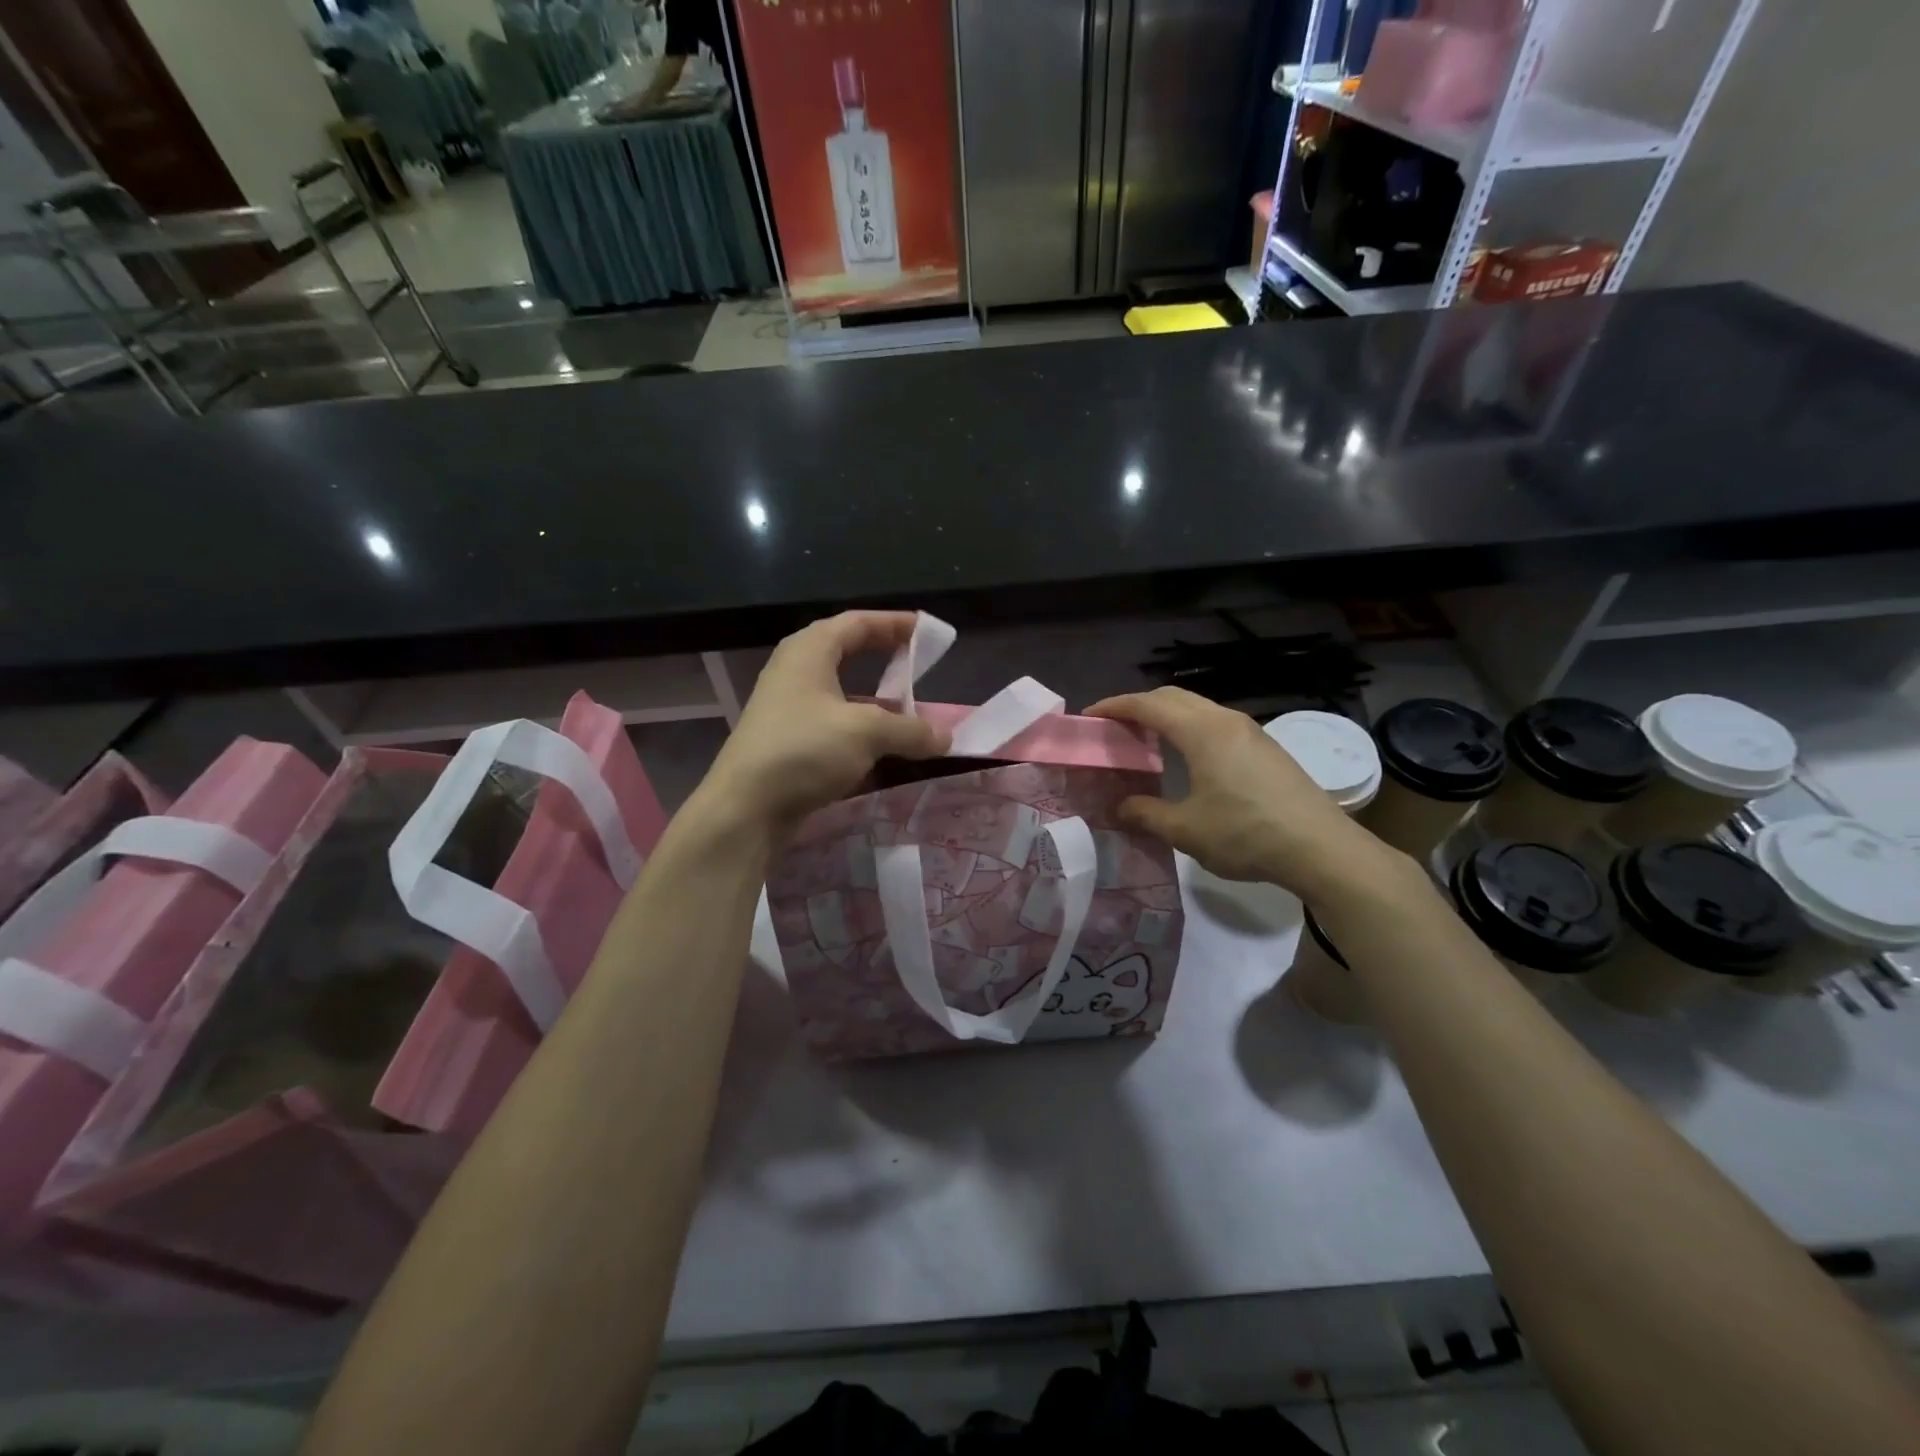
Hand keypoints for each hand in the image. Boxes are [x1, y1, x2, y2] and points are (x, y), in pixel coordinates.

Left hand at [701, 611, 949, 835]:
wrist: (745, 807)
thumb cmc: (804, 750)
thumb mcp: (866, 733)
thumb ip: (910, 730)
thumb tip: (946, 738)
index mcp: (810, 650)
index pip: (859, 622)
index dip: (896, 623)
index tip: (930, 631)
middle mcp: (797, 670)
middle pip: (849, 652)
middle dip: (887, 658)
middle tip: (922, 665)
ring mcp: (790, 706)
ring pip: (844, 692)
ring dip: (879, 701)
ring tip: (912, 712)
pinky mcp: (790, 740)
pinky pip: (836, 722)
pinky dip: (864, 729)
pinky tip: (886, 748)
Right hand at [1086, 687, 1401, 900]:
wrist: (1322, 848)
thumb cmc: (1246, 835)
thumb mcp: (1186, 830)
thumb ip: (1146, 813)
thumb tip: (1120, 806)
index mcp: (1202, 731)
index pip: (1148, 705)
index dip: (1114, 707)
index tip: (1089, 716)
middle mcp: (1225, 720)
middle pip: (1173, 697)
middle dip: (1139, 706)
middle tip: (1115, 728)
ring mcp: (1251, 731)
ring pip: (1198, 708)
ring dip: (1167, 716)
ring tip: (1145, 741)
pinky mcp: (1266, 747)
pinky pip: (1216, 723)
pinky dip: (1189, 728)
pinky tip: (1186, 757)